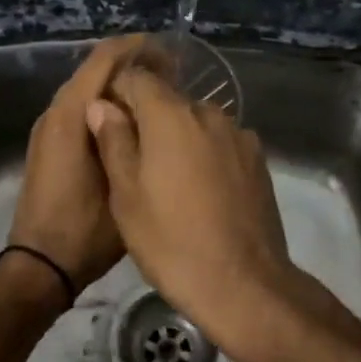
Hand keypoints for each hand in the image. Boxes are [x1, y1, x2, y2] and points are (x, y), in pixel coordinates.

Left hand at [8, 35, 150, 294]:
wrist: (41, 266)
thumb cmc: (85, 228)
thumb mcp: (122, 184)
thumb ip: (132, 139)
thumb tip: (151, 107)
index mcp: (70, 115)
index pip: (103, 59)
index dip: (137, 48)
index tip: (172, 52)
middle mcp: (55, 112)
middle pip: (95, 70)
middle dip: (132, 65)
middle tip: (174, 75)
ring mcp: (50, 128)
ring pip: (88, 89)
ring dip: (120, 85)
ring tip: (159, 95)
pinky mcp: (51, 144)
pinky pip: (82, 108)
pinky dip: (108, 104)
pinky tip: (134, 121)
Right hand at [85, 61, 300, 361]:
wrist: (244, 284)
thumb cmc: (171, 242)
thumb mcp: (126, 196)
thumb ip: (113, 141)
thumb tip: (102, 105)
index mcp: (171, 115)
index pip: (137, 78)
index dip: (118, 93)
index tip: (106, 121)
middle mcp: (209, 112)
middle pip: (169, 99)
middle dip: (148, 119)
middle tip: (133, 159)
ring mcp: (239, 134)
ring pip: (197, 122)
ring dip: (179, 137)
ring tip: (169, 180)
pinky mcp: (258, 158)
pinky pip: (221, 142)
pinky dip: (206, 153)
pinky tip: (202, 190)